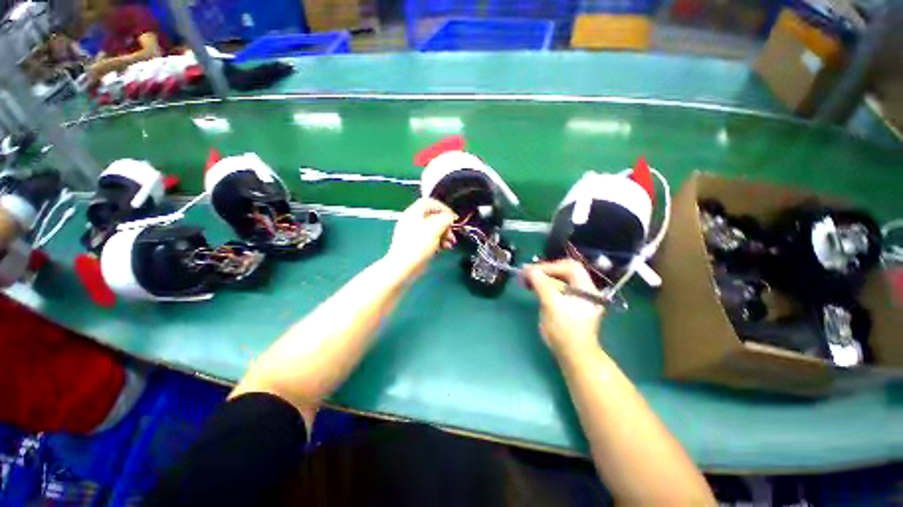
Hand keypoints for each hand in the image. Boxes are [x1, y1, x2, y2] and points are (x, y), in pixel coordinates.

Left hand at [384, 198, 456, 278]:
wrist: (403, 267)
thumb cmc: (418, 245)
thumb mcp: (435, 228)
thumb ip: (445, 218)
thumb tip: (449, 217)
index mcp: (414, 212)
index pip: (430, 202)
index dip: (444, 208)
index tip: (453, 218)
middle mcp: (413, 220)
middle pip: (433, 216)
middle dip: (446, 224)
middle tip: (452, 233)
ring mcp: (413, 233)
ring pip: (433, 228)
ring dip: (444, 234)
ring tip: (450, 243)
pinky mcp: (415, 244)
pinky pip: (429, 238)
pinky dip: (438, 241)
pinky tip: (444, 248)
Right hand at [524, 259, 604, 356]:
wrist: (573, 355)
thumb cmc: (564, 329)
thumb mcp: (551, 304)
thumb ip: (541, 284)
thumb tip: (530, 269)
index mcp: (586, 288)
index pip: (570, 267)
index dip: (550, 266)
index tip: (532, 270)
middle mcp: (584, 289)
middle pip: (565, 271)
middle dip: (545, 270)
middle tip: (528, 272)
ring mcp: (576, 297)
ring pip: (559, 280)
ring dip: (543, 277)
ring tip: (527, 278)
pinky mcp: (568, 304)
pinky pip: (556, 288)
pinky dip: (544, 285)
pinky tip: (534, 287)